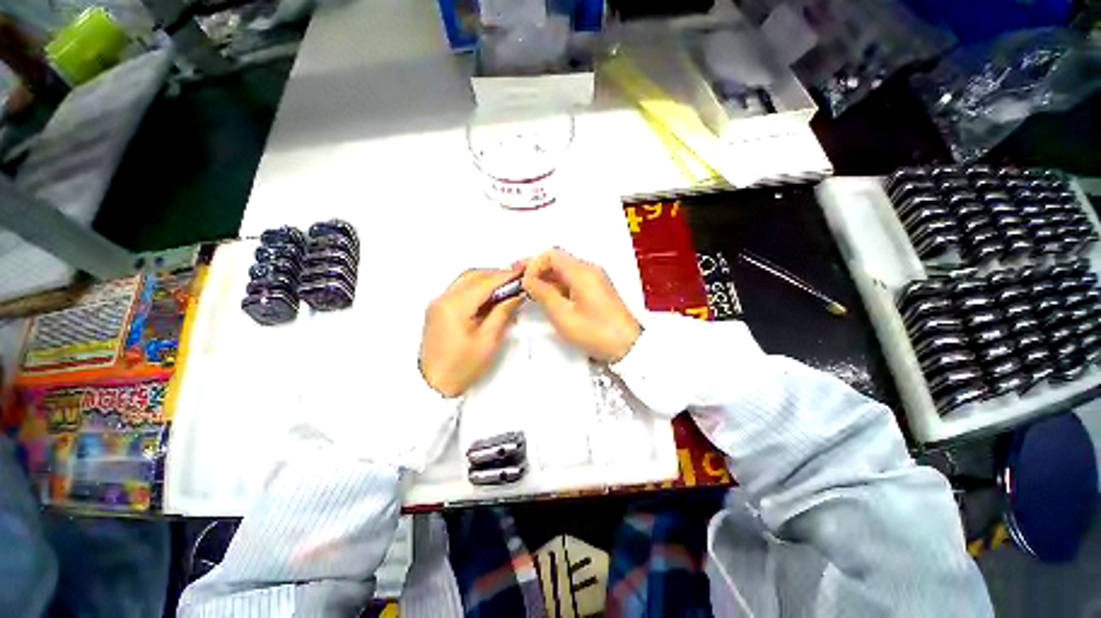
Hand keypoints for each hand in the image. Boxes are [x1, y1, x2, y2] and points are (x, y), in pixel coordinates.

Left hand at [419, 267, 523, 397]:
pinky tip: (489, 298)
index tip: (521, 273)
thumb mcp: (488, 340)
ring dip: (486, 281)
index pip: (485, 282)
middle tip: (516, 280)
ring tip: (506, 289)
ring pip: (465, 281)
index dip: (506, 276)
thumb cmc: (460, 367)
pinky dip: (476, 289)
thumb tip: (515, 296)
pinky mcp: (438, 310)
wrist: (433, 385)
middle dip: (496, 275)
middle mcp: (442, 299)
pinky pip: (459, 291)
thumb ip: (503, 313)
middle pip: (473, 276)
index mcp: (454, 306)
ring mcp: (438, 304)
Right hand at [522, 249, 640, 362]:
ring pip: (565, 271)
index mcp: (582, 271)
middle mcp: (589, 269)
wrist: (628, 346)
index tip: (524, 282)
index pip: (551, 254)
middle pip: (558, 260)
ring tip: (531, 292)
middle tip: (520, 283)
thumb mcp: (563, 315)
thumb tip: (528, 280)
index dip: (534, 265)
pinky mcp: (597, 289)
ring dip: (547, 278)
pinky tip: (548, 297)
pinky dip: (558, 286)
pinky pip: (573, 280)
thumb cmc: (595, 332)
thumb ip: (543, 294)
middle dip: (538, 270)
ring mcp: (595, 279)